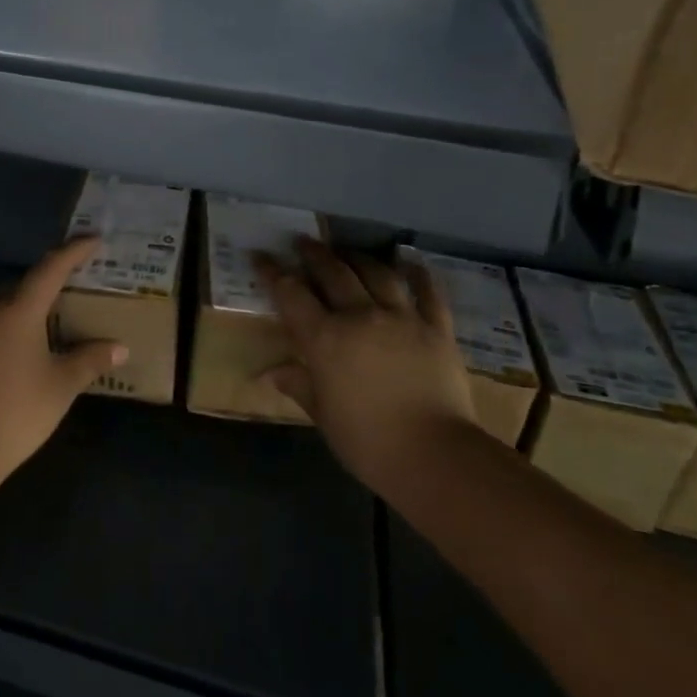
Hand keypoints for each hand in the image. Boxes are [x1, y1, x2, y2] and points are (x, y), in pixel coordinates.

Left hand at [0, 237, 126, 486]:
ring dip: (26, 313)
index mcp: (18, 310)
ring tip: (50, 332)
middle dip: (48, 287)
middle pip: (23, 287)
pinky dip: (8, 333)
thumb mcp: (62, 385)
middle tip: (73, 296)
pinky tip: (21, 357)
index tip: (92, 239)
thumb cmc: (17, 410)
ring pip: (3, 310)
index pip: (50, 269)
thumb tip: (119, 348)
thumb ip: (90, 360)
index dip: (73, 252)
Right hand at [257, 239, 475, 493]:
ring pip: (377, 274)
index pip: (290, 294)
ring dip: (358, 258)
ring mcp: (402, 318)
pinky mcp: (437, 328)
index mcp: (325, 338)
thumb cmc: (368, 441)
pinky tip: (410, 262)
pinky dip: (418, 274)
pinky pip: (428, 293)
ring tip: (348, 252)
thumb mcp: (323, 415)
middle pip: (333, 273)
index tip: (260, 256)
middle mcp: (360, 316)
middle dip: (314, 254)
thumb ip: (299, 385)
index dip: (272, 272)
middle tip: (302, 242)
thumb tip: (271, 373)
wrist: (434, 454)